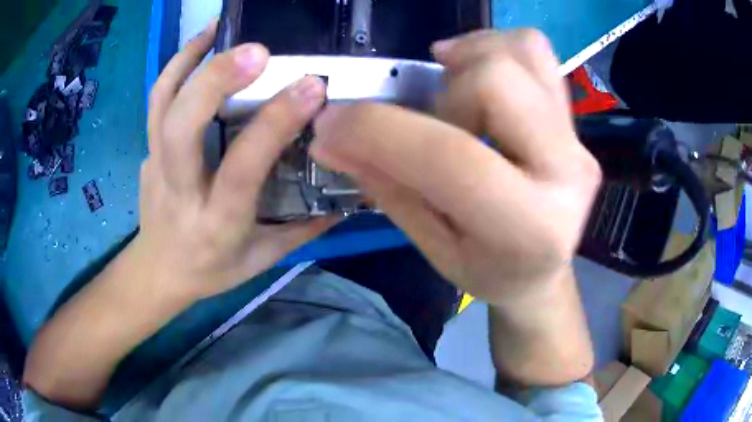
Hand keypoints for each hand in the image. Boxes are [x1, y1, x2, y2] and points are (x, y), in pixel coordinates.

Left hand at [139, 20, 333, 299]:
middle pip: (183, 128)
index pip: (243, 166)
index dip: (275, 123)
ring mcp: (157, 166)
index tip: (311, 87)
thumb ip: (303, 228)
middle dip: (217, 81)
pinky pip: (156, 103)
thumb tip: (346, 197)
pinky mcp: (147, 152)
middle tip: (257, 50)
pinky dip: (175, 66)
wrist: (158, 270)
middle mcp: (181, 190)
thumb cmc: (211, 269)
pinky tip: (199, 44)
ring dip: (189, 60)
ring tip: (220, 29)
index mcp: (217, 221)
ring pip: (162, 106)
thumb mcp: (261, 259)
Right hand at [311, 30, 601, 306]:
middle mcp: (566, 171)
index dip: (378, 129)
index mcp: (528, 227)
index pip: (450, 156)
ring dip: (466, 62)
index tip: (332, 125)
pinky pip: (534, 49)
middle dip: (442, 95)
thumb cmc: (489, 271)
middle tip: (431, 123)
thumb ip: (388, 186)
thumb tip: (331, 137)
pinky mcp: (574, 117)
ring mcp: (576, 137)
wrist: (543, 267)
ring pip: (518, 52)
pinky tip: (473, 76)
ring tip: (452, 95)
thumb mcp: (434, 247)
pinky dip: (492, 47)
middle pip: (494, 81)